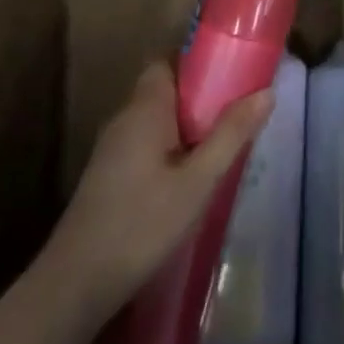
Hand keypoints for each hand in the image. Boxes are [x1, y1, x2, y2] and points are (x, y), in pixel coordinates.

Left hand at [43, 61, 273, 319]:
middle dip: (200, 95)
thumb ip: (231, 134)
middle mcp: (125, 118)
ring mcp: (112, 148)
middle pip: (165, 89)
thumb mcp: (198, 181)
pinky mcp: (108, 175)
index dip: (198, 60)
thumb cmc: (142, 224)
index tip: (232, 70)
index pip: (168, 60)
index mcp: (144, 108)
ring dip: (187, 124)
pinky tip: (191, 176)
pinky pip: (146, 143)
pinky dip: (171, 147)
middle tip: (237, 110)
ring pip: (156, 119)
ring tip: (223, 141)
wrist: (76, 284)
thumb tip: (266, 91)